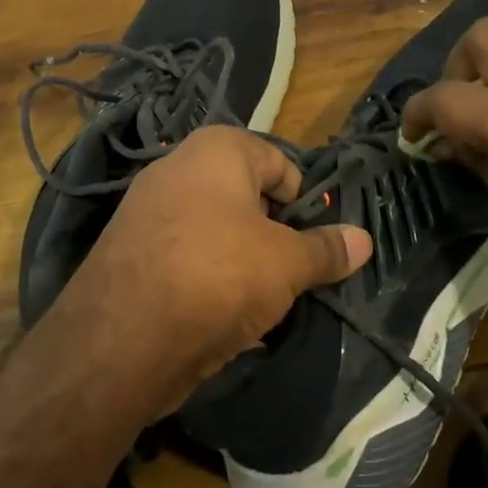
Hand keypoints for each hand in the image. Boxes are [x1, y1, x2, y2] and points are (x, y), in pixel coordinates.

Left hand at [59, 126, 373, 410]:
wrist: (123, 337)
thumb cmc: (219, 275)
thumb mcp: (287, 263)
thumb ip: (326, 250)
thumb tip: (365, 240)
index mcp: (217, 150)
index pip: (279, 163)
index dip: (303, 202)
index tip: (313, 243)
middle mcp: (177, 167)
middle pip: (245, 197)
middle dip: (272, 234)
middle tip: (289, 272)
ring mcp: (146, 210)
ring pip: (215, 231)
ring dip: (241, 261)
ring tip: (257, 301)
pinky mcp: (130, 252)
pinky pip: (184, 258)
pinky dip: (206, 280)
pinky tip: (219, 316)